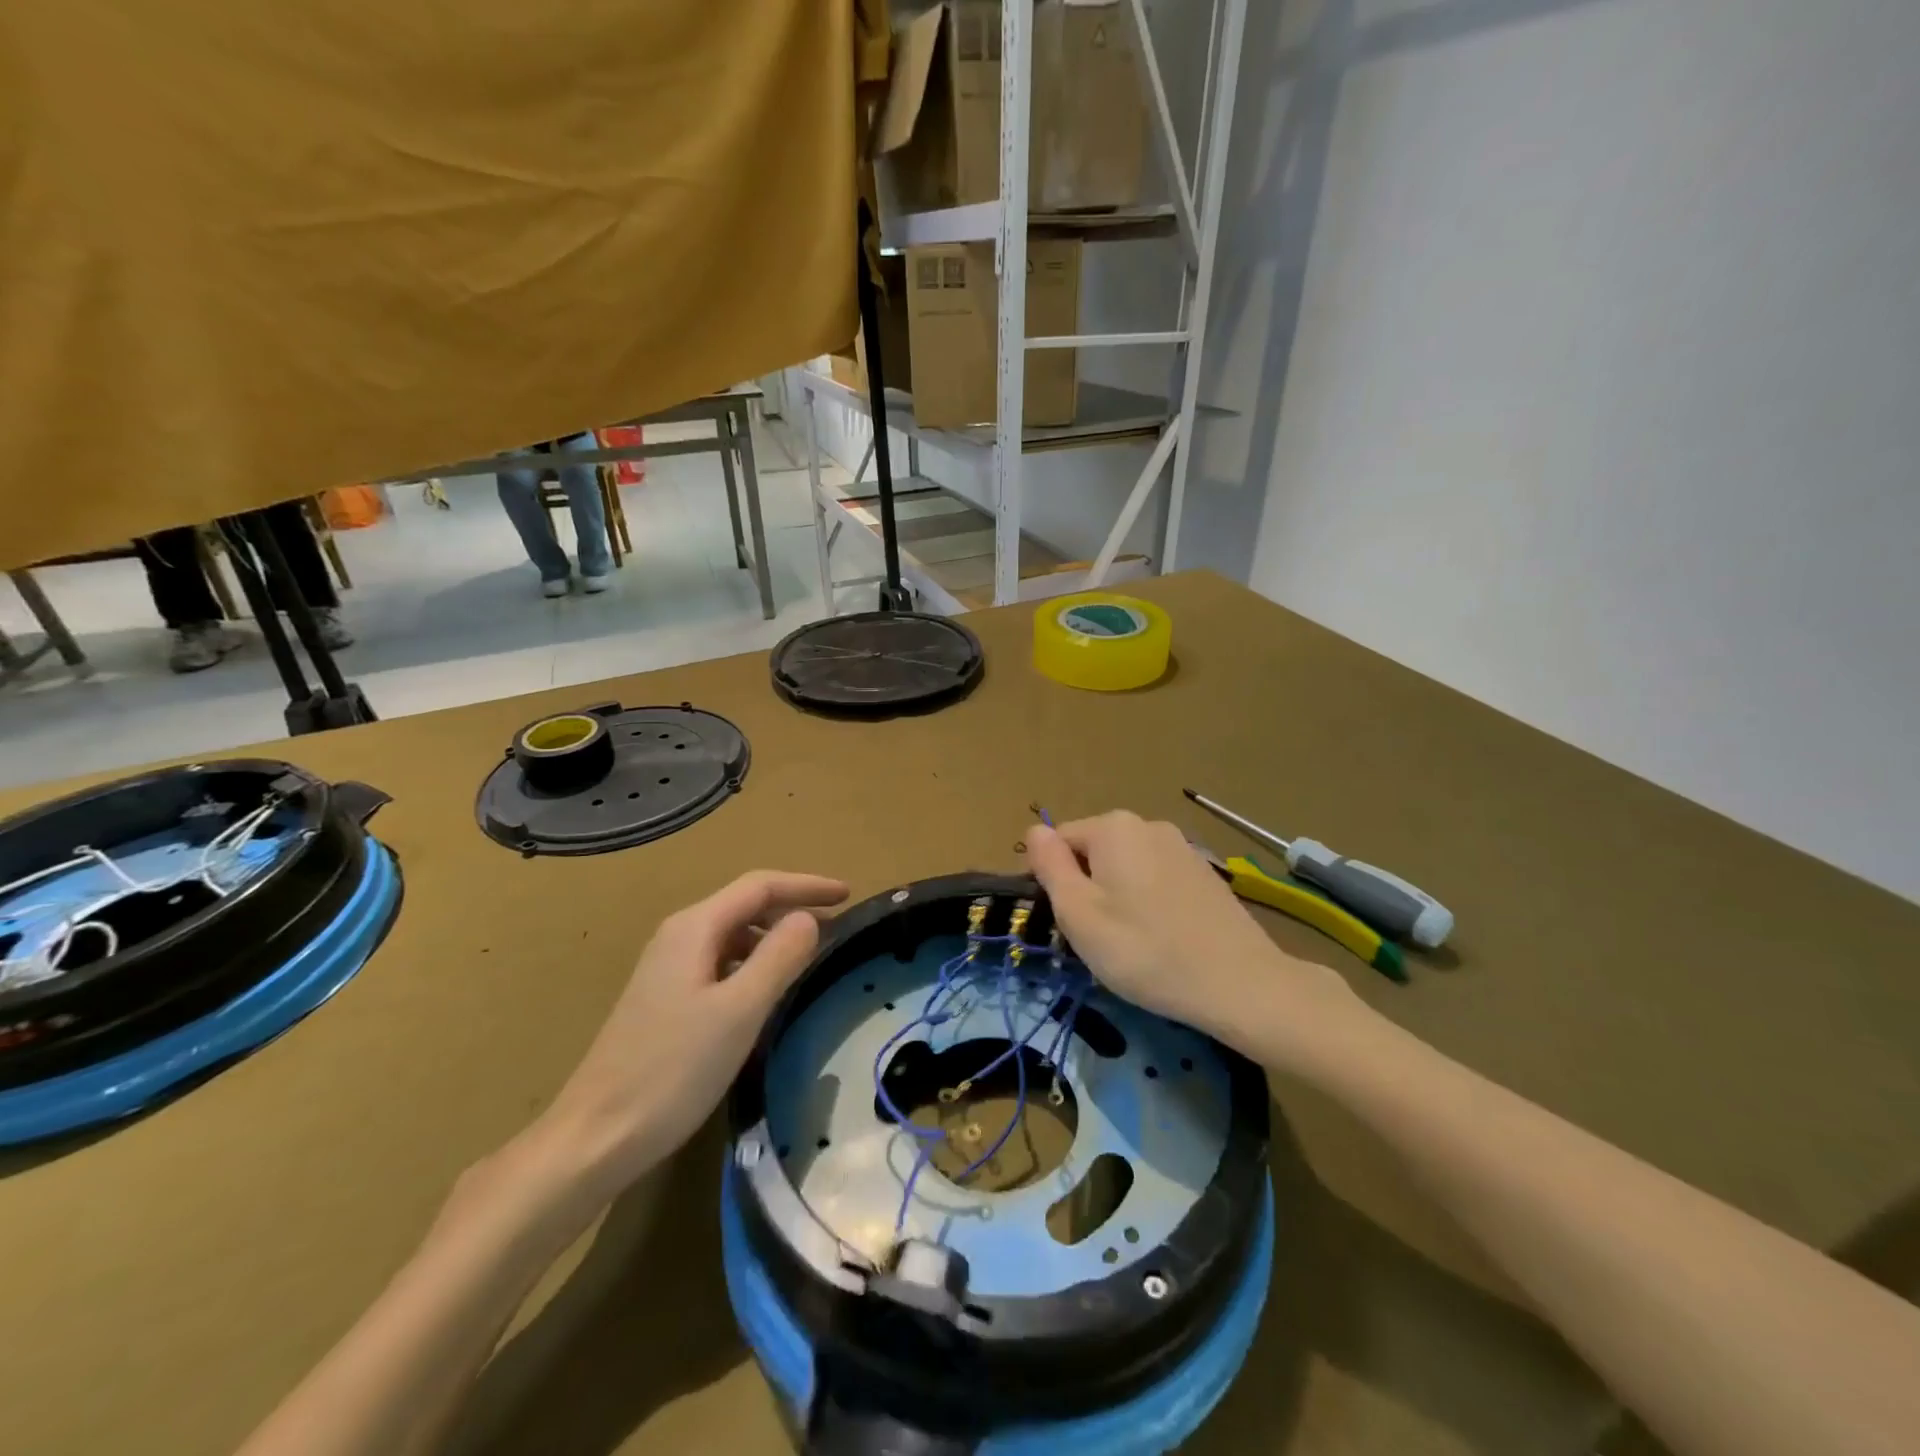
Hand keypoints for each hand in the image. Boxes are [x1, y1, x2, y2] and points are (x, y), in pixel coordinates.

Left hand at [536, 870, 848, 1192]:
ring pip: (733, 935)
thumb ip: (779, 957)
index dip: (807, 885)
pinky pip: (720, 963)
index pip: (760, 886)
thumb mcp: (739, 1011)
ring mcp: (667, 968)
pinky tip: (766, 992)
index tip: (849, 894)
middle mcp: (678, 936)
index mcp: (694, 928)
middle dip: (793, 907)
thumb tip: (808, 919)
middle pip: (745, 905)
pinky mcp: (664, 999)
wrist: (595, 1137)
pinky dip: (753, 964)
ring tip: (809, 956)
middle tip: (837, 925)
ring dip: (774, 937)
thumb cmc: (673, 1070)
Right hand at [1025, 812, 1356, 1059]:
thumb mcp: (1079, 913)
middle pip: (1093, 852)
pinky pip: (1156, 879)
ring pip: (1125, 867)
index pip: (1058, 842)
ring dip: (1117, 898)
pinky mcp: (1204, 872)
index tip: (1069, 924)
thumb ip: (1050, 866)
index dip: (1054, 883)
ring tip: (1132, 944)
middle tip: (1098, 939)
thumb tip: (1034, 831)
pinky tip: (1163, 939)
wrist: (1240, 983)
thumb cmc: (1145, 950)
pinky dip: (1148, 903)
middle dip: (1087, 889)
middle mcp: (1148, 824)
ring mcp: (1181, 846)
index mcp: (1113, 827)